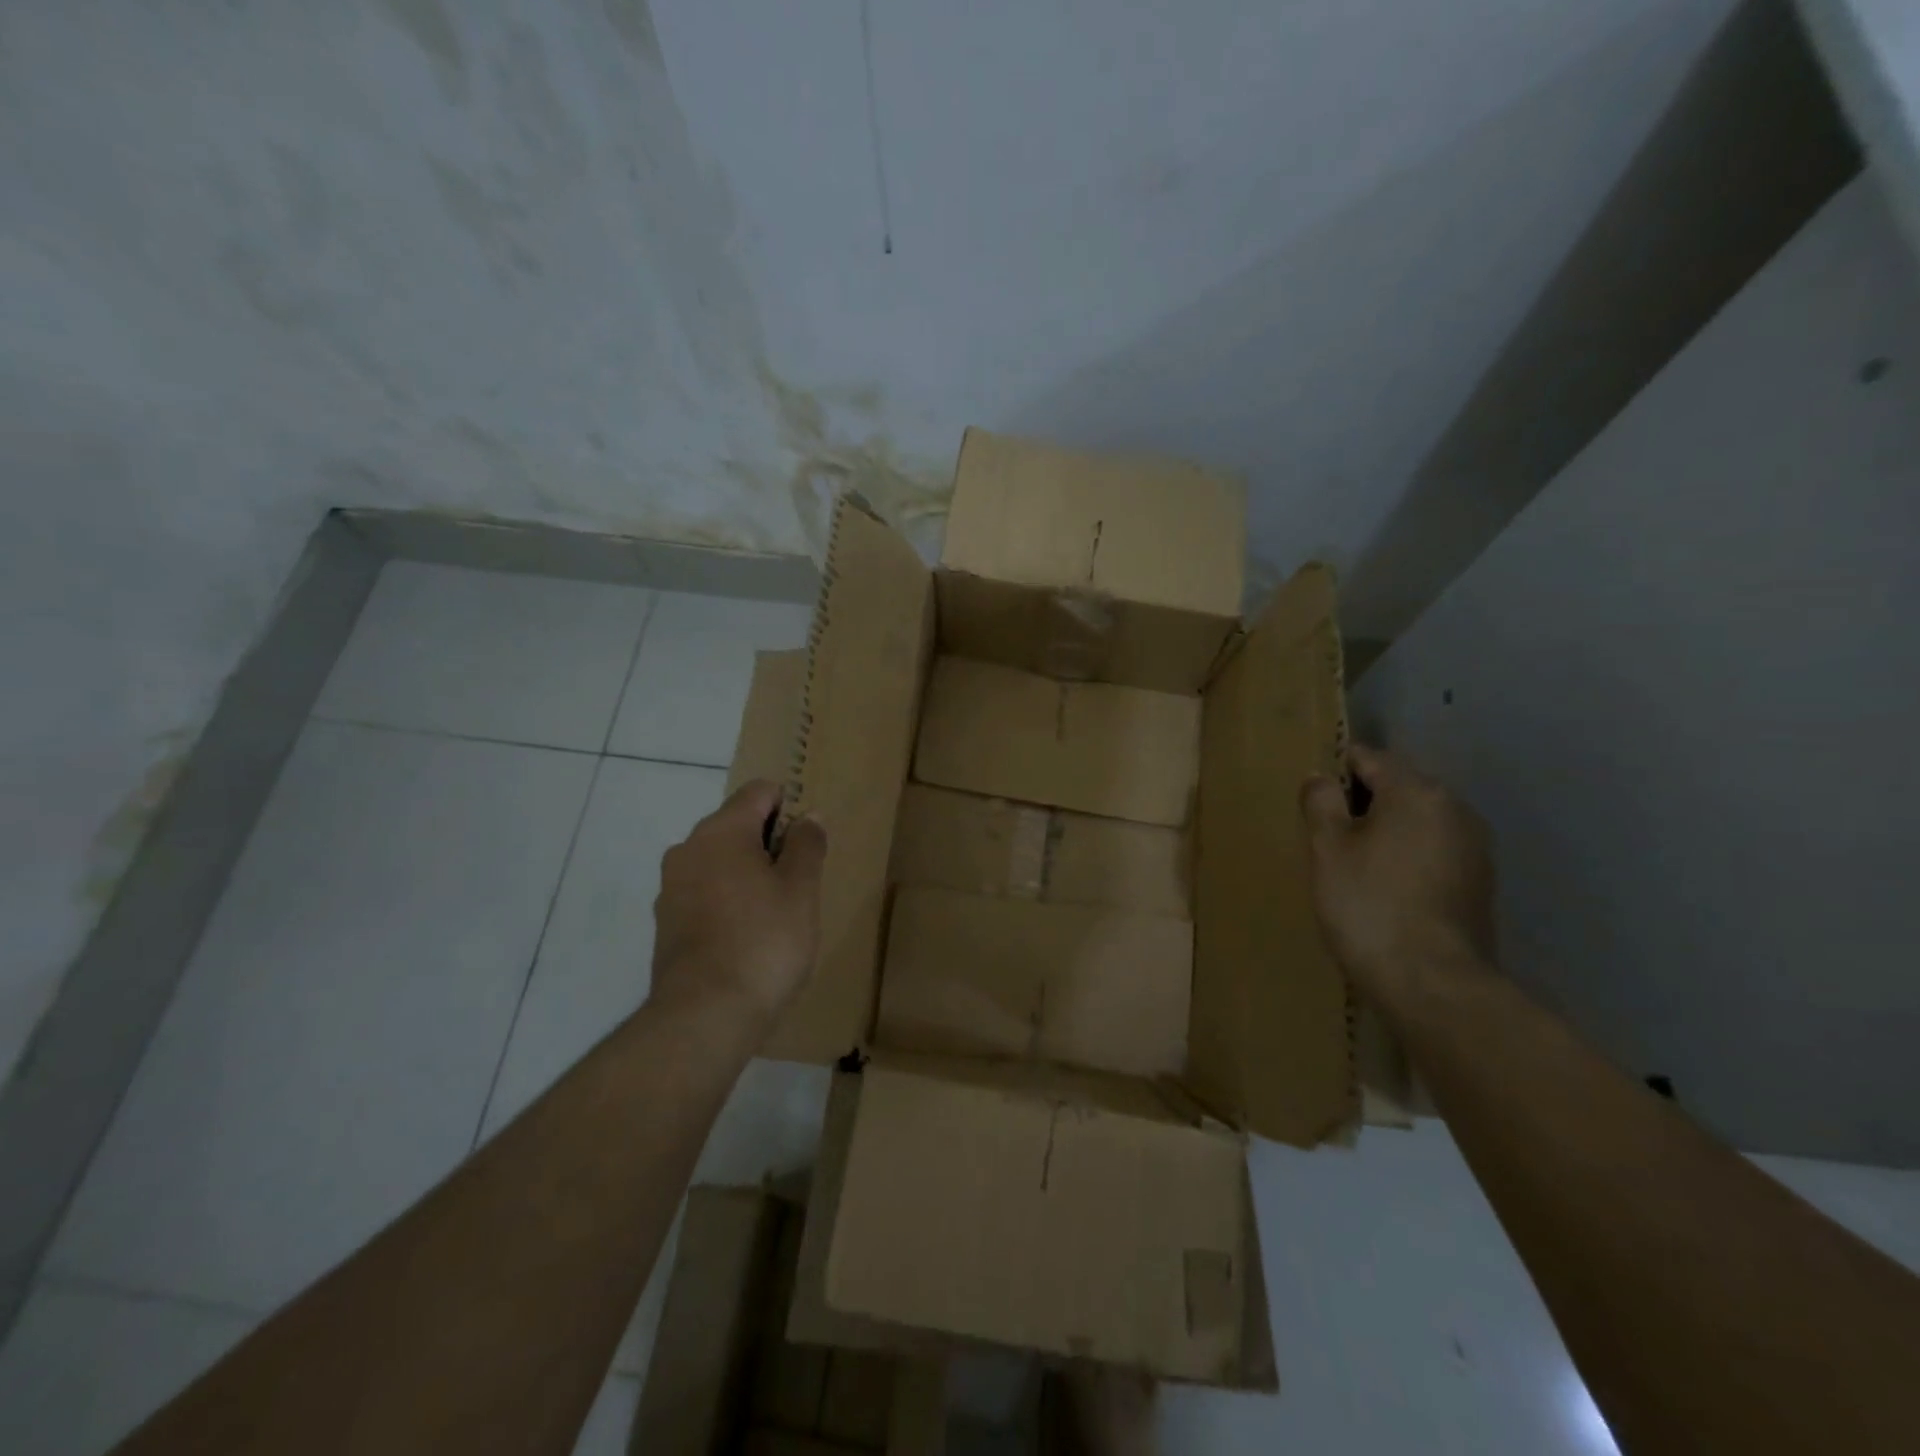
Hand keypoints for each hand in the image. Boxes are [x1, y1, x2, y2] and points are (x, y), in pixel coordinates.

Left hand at [651, 780, 826, 1034]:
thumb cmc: (764, 941)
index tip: (807, 843)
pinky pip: (704, 894)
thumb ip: (807, 844)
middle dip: (769, 844)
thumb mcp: (801, 890)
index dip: (789, 807)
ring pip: (719, 862)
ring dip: (748, 874)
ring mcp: (671, 887)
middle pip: (737, 825)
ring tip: (775, 915)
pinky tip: (747, 937)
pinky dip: (727, 902)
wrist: (705, 1015)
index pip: (759, 792)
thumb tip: (807, 816)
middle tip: (798, 884)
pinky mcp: (665, 923)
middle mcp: (688, 849)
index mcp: (721, 831)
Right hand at [1300, 743, 1495, 1007]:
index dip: (1335, 770)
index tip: (1312, 798)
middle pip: (1398, 788)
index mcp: (1418, 792)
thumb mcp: (1327, 848)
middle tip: (1326, 835)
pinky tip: (1385, 888)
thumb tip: (1322, 776)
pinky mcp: (1480, 884)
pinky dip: (1407, 859)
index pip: (1369, 758)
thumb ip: (1321, 802)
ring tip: (1354, 864)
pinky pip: (1433, 852)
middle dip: (1362, 803)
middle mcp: (1455, 809)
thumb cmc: (1368, 904)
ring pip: (1417, 822)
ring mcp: (1474, 848)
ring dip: (1386, 832)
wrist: (1430, 982)